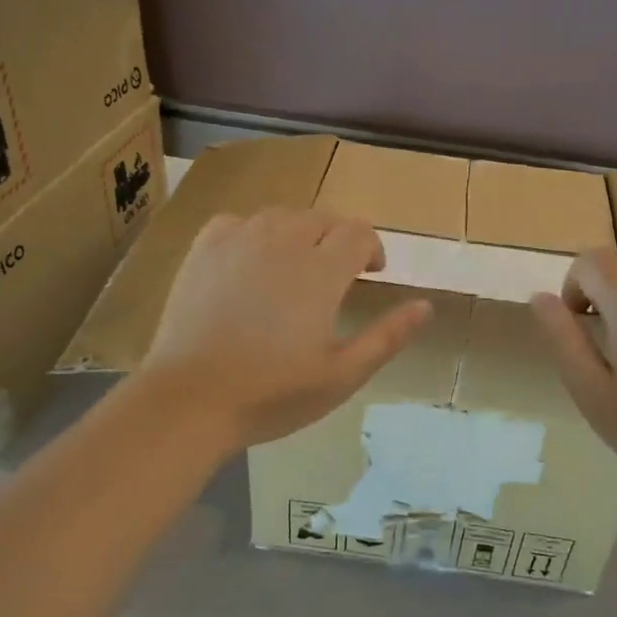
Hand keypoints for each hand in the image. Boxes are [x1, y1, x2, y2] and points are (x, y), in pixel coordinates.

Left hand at [139, 209, 432, 450]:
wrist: (190, 399)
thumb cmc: (272, 393)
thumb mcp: (342, 375)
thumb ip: (388, 336)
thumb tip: (426, 305)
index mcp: (321, 271)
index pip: (358, 232)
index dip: (372, 248)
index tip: (372, 273)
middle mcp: (282, 242)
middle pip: (322, 218)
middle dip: (338, 239)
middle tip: (337, 276)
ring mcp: (238, 241)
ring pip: (281, 217)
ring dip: (299, 234)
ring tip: (296, 268)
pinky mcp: (203, 250)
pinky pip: (238, 222)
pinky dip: (254, 234)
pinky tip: (251, 262)